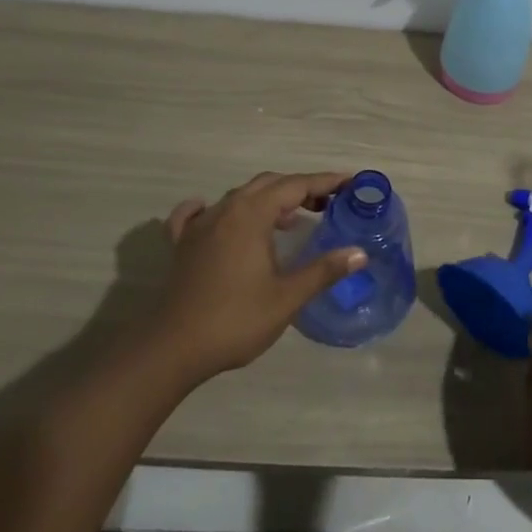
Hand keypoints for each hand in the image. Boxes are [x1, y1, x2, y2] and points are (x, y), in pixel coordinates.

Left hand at [148, 171, 366, 382]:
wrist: (172, 348)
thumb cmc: (235, 320)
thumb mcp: (287, 298)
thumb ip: (324, 270)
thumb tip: (360, 253)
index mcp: (252, 215)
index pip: (296, 185)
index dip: (326, 182)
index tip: (351, 183)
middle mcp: (225, 209)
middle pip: (269, 184)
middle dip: (301, 188)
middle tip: (329, 204)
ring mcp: (200, 225)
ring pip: (239, 197)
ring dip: (268, 199)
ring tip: (292, 218)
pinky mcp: (182, 244)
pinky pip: (196, 213)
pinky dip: (215, 209)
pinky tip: (217, 215)